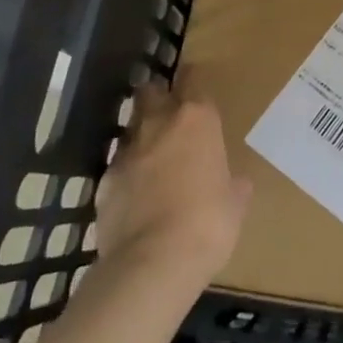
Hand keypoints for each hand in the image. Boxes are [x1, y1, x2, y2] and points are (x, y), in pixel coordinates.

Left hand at [95, 80, 251, 287]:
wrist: (152, 263)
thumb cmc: (209, 223)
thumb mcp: (235, 204)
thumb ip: (233, 185)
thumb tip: (238, 183)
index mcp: (198, 120)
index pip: (192, 80)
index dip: (192, 79)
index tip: (194, 82)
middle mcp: (159, 124)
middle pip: (151, 92)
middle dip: (158, 96)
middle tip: (168, 111)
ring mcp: (127, 152)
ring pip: (131, 128)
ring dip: (140, 135)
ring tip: (151, 154)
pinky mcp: (104, 182)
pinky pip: (117, 167)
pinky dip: (126, 174)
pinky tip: (134, 193)